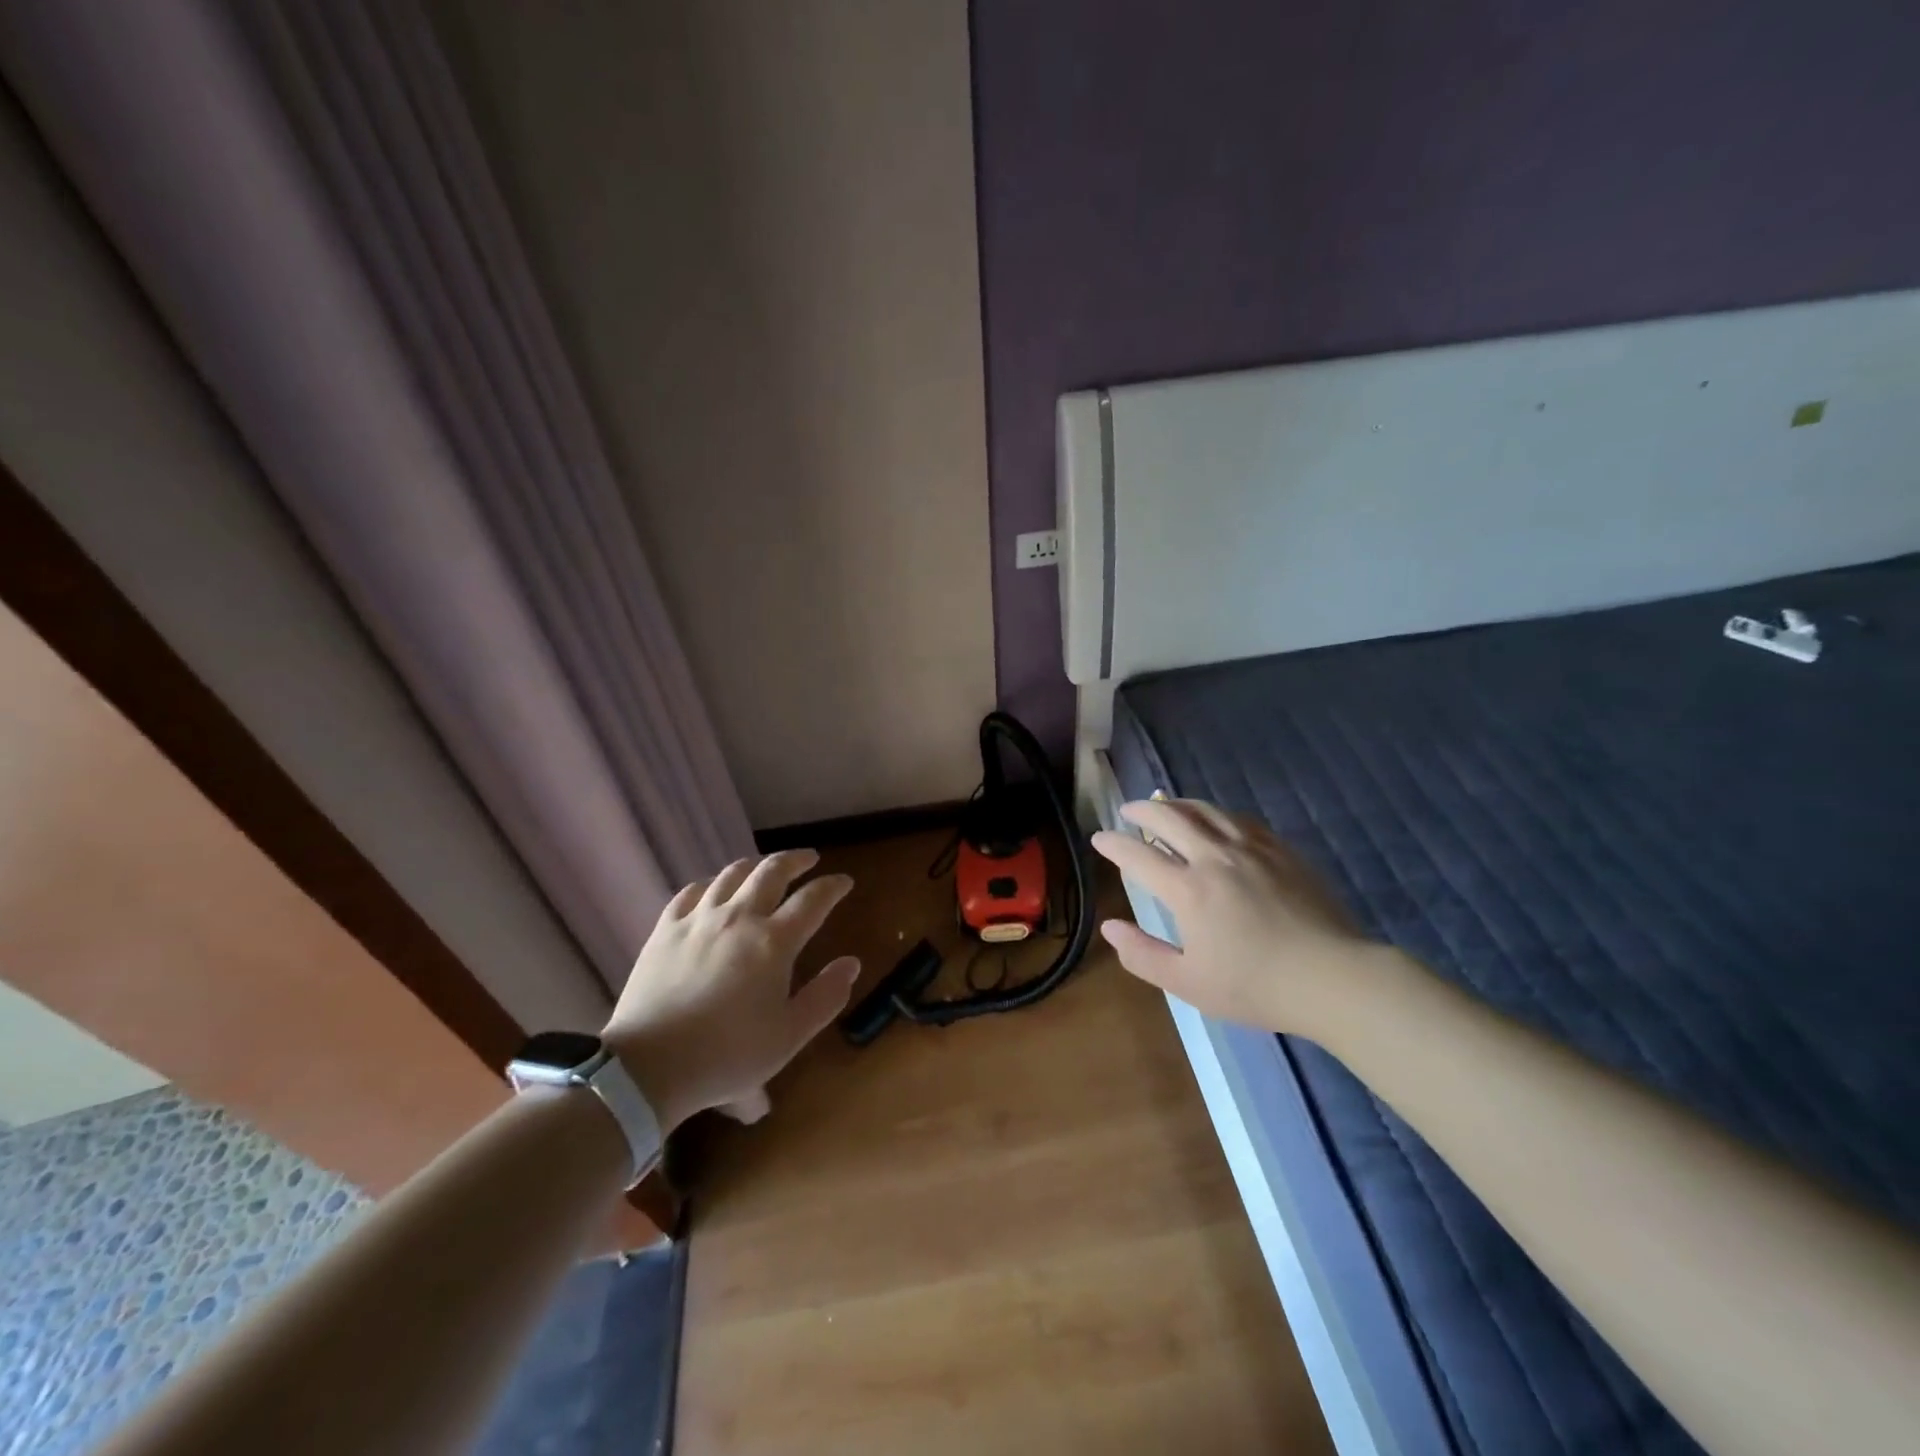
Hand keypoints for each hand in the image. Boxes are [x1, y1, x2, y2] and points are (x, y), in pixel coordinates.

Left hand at [603, 850, 858, 1132]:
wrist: (648, 1066)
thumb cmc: (728, 1055)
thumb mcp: (789, 1035)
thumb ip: (825, 996)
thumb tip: (851, 963)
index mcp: (774, 942)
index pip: (813, 900)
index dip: (832, 887)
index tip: (844, 881)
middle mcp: (739, 918)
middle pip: (772, 871)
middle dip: (795, 860)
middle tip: (808, 859)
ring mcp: (698, 920)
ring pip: (731, 874)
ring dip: (755, 865)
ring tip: (764, 867)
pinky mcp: (665, 930)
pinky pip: (691, 892)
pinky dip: (711, 884)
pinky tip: (713, 890)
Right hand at [1090, 799, 1378, 1036]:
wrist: (1334, 978)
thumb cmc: (1256, 987)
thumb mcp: (1188, 982)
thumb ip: (1143, 954)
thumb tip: (1110, 927)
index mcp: (1188, 890)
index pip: (1138, 855)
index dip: (1113, 843)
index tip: (1099, 837)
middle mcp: (1214, 858)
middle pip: (1169, 818)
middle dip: (1141, 810)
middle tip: (1128, 811)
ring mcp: (1251, 849)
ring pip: (1206, 810)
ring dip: (1177, 804)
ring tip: (1165, 806)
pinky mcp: (1281, 850)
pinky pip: (1239, 819)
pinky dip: (1216, 814)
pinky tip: (1215, 820)